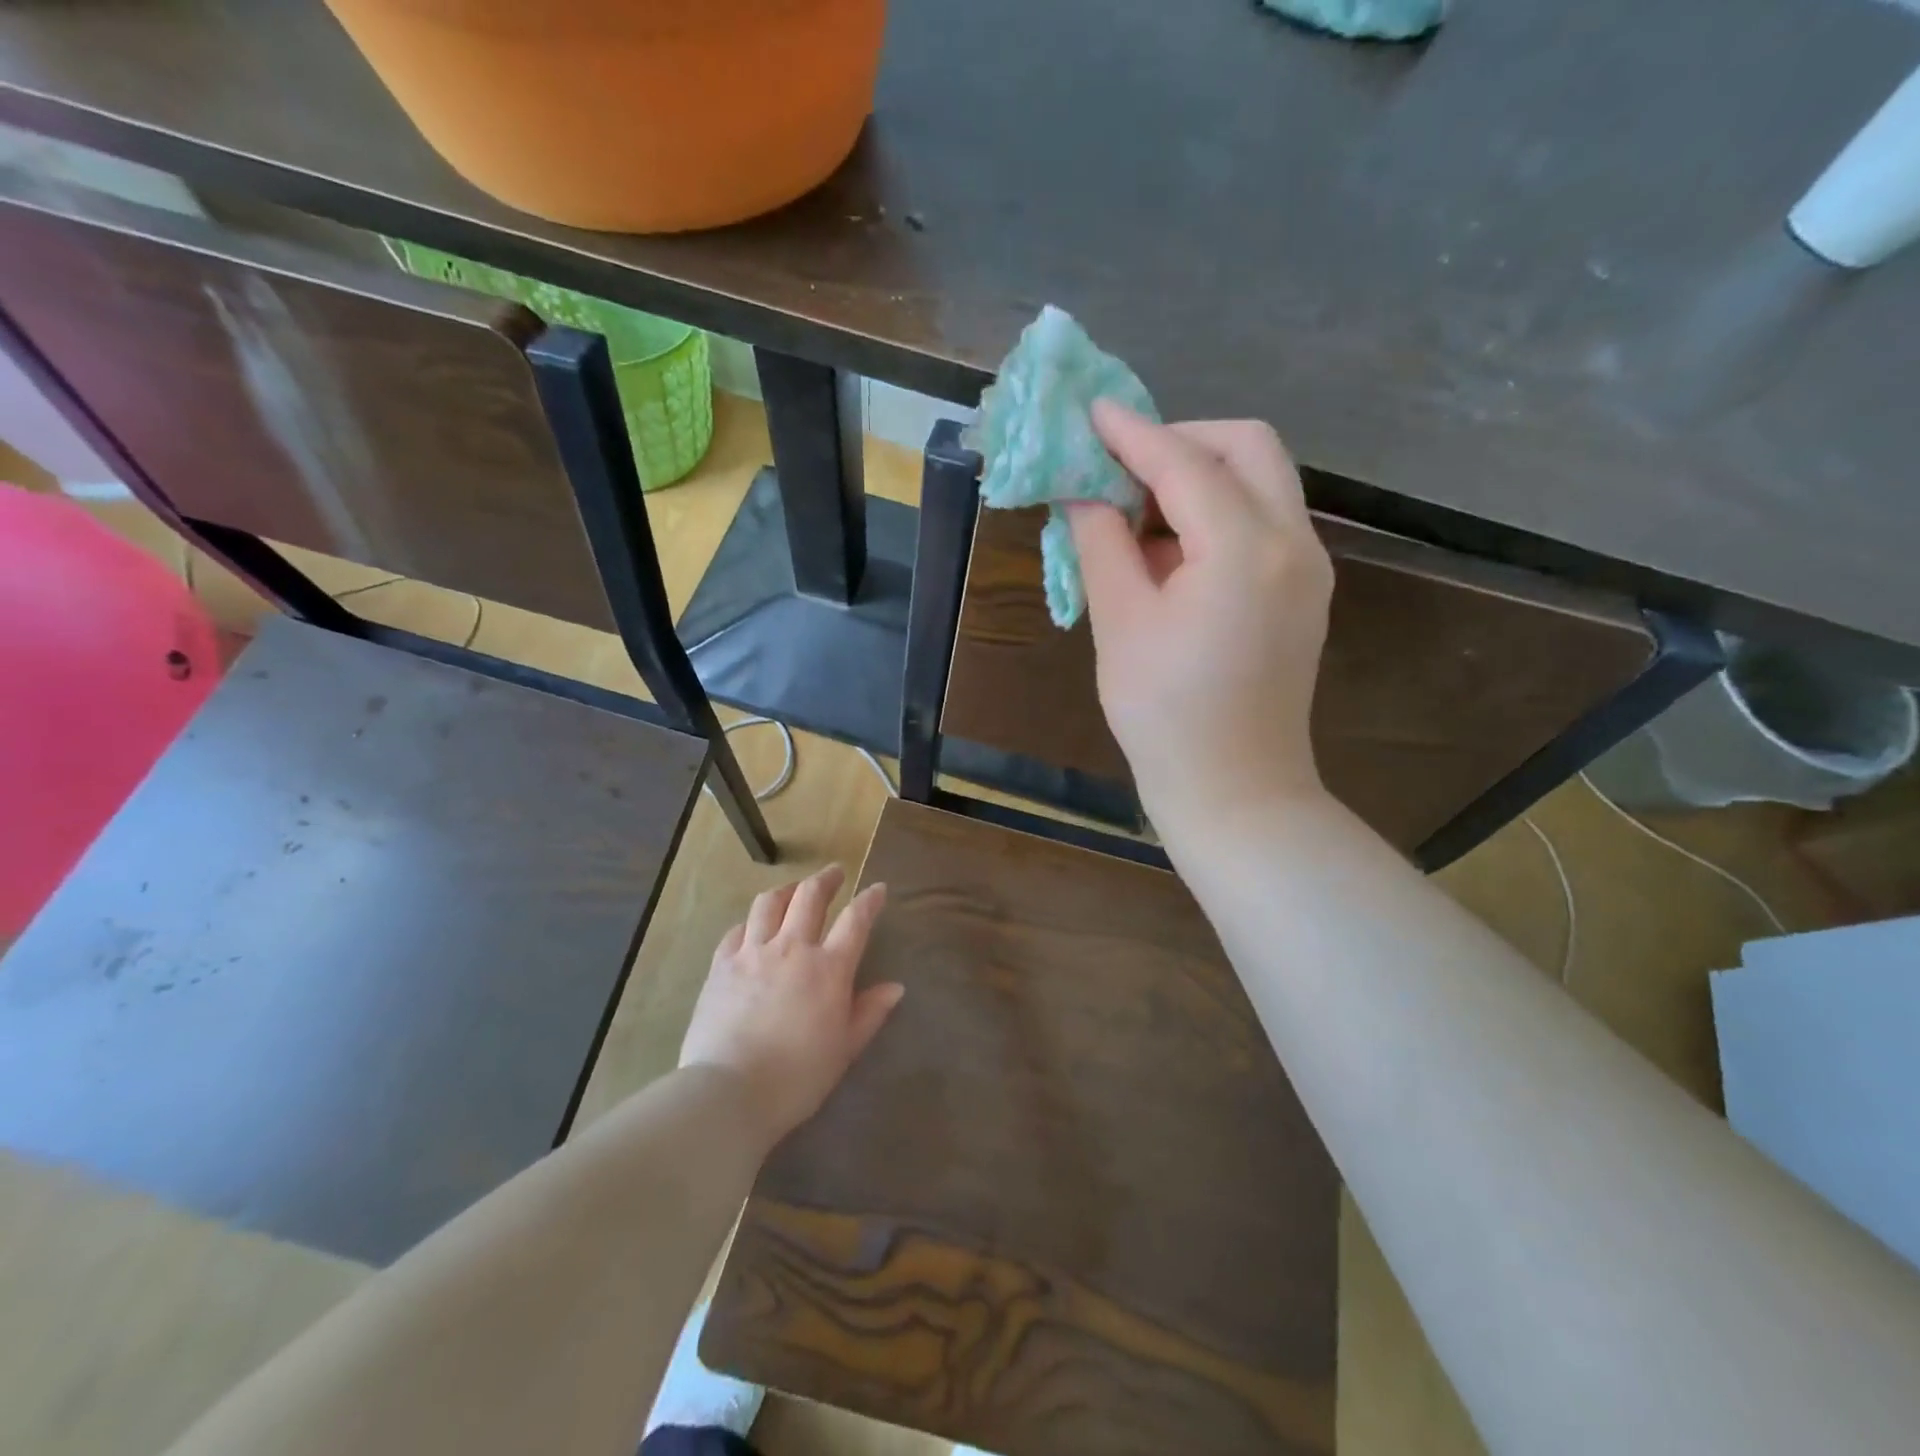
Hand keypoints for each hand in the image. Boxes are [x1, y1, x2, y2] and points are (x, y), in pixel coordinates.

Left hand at [678, 865, 901, 1146]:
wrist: (729, 1092)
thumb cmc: (797, 1077)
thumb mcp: (844, 1049)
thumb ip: (869, 1013)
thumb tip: (895, 987)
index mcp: (829, 968)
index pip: (856, 920)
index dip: (869, 900)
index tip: (877, 889)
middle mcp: (792, 948)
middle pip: (810, 897)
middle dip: (826, 879)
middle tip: (834, 873)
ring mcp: (753, 953)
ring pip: (770, 903)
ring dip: (786, 890)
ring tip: (793, 889)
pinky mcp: (721, 965)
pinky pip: (737, 930)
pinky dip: (751, 922)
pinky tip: (753, 927)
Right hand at [1067, 400, 1334, 837]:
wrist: (1235, 790)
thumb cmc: (1164, 715)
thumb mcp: (1119, 624)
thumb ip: (1101, 543)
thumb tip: (1084, 492)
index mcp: (1245, 550)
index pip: (1185, 463)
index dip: (1133, 433)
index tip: (1091, 411)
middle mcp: (1294, 543)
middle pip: (1247, 448)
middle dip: (1181, 440)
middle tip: (1122, 466)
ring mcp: (1309, 567)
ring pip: (1262, 480)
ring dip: (1200, 475)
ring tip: (1138, 511)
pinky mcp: (1304, 591)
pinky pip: (1264, 521)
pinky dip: (1218, 512)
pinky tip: (1172, 548)